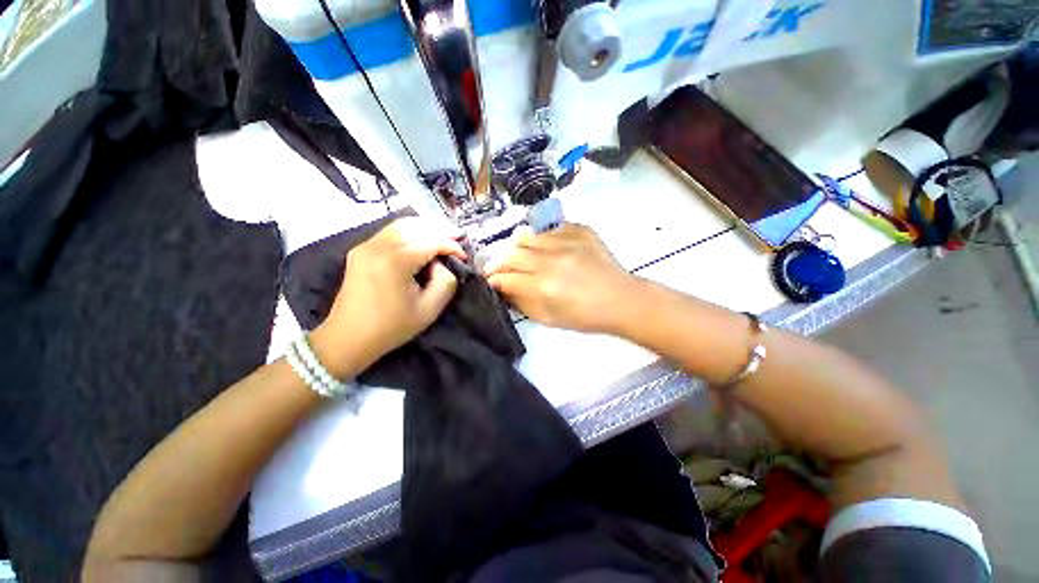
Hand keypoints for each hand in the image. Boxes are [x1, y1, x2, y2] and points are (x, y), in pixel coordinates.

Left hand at [311, 218, 465, 375]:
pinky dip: (409, 232)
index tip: (464, 257)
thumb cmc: (392, 327)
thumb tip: (442, 263)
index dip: (451, 245)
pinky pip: (390, 232)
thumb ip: (446, 281)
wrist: (348, 338)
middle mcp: (378, 246)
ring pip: (401, 225)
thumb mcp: (430, 309)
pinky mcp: (360, 250)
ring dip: (425, 229)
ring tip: (442, 238)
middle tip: (457, 240)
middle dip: (440, 231)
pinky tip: (420, 242)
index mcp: (395, 261)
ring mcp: (365, 246)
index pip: (431, 241)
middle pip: (416, 226)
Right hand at [484, 223, 638, 333]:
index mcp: (542, 286)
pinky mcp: (580, 230)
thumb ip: (521, 302)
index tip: (490, 280)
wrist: (622, 299)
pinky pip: (550, 228)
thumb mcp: (548, 318)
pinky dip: (541, 237)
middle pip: (511, 254)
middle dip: (499, 262)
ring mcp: (566, 240)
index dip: (492, 279)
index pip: (505, 277)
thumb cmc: (585, 316)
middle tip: (500, 268)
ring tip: (520, 255)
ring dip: (517, 247)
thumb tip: (503, 288)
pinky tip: (545, 247)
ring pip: (527, 236)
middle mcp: (551, 259)